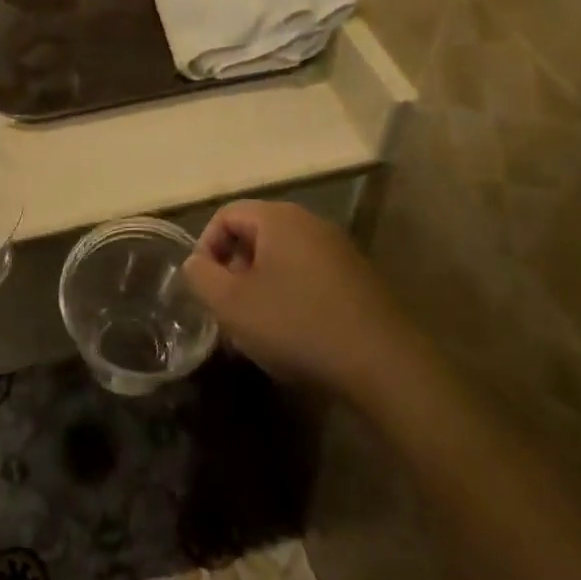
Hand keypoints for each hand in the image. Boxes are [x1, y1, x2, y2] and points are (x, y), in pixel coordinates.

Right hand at [182, 200, 405, 394]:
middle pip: (255, 236)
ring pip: (282, 260)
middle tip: (229, 313)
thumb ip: (201, 277)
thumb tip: (196, 263)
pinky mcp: (358, 278)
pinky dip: (292, 298)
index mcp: (278, 218)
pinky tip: (294, 337)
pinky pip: (309, 277)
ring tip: (257, 332)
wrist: (384, 364)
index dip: (206, 248)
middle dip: (234, 272)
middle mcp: (310, 223)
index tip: (206, 289)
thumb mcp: (232, 305)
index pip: (227, 215)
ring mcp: (339, 250)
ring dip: (261, 289)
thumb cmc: (297, 325)